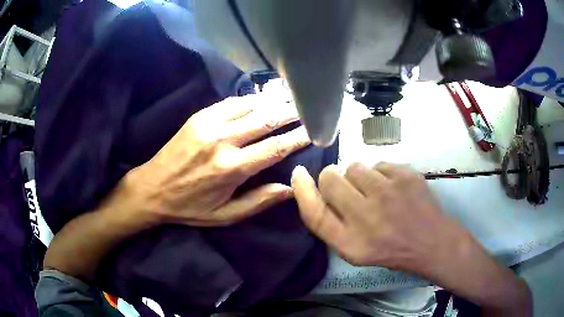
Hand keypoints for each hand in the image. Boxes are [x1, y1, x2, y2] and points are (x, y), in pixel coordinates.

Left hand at [125, 94, 309, 225]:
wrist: (152, 188)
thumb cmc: (190, 207)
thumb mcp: (225, 216)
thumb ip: (258, 202)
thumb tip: (290, 189)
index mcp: (231, 169)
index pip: (275, 148)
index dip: (298, 137)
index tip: (315, 130)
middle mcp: (223, 141)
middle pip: (266, 120)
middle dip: (291, 112)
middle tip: (309, 106)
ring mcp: (209, 125)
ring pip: (250, 106)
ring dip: (274, 101)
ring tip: (292, 98)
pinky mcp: (198, 117)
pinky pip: (231, 102)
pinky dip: (250, 99)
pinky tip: (262, 98)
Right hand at [291, 162, 457, 270]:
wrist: (430, 241)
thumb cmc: (390, 250)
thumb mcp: (354, 251)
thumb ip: (332, 225)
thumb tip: (315, 191)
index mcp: (350, 242)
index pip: (314, 213)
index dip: (302, 191)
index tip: (299, 174)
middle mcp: (366, 216)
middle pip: (330, 179)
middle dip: (332, 177)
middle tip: (346, 186)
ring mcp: (388, 192)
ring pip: (354, 166)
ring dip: (358, 176)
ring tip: (374, 190)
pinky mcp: (405, 176)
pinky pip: (379, 164)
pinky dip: (381, 174)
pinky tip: (393, 188)